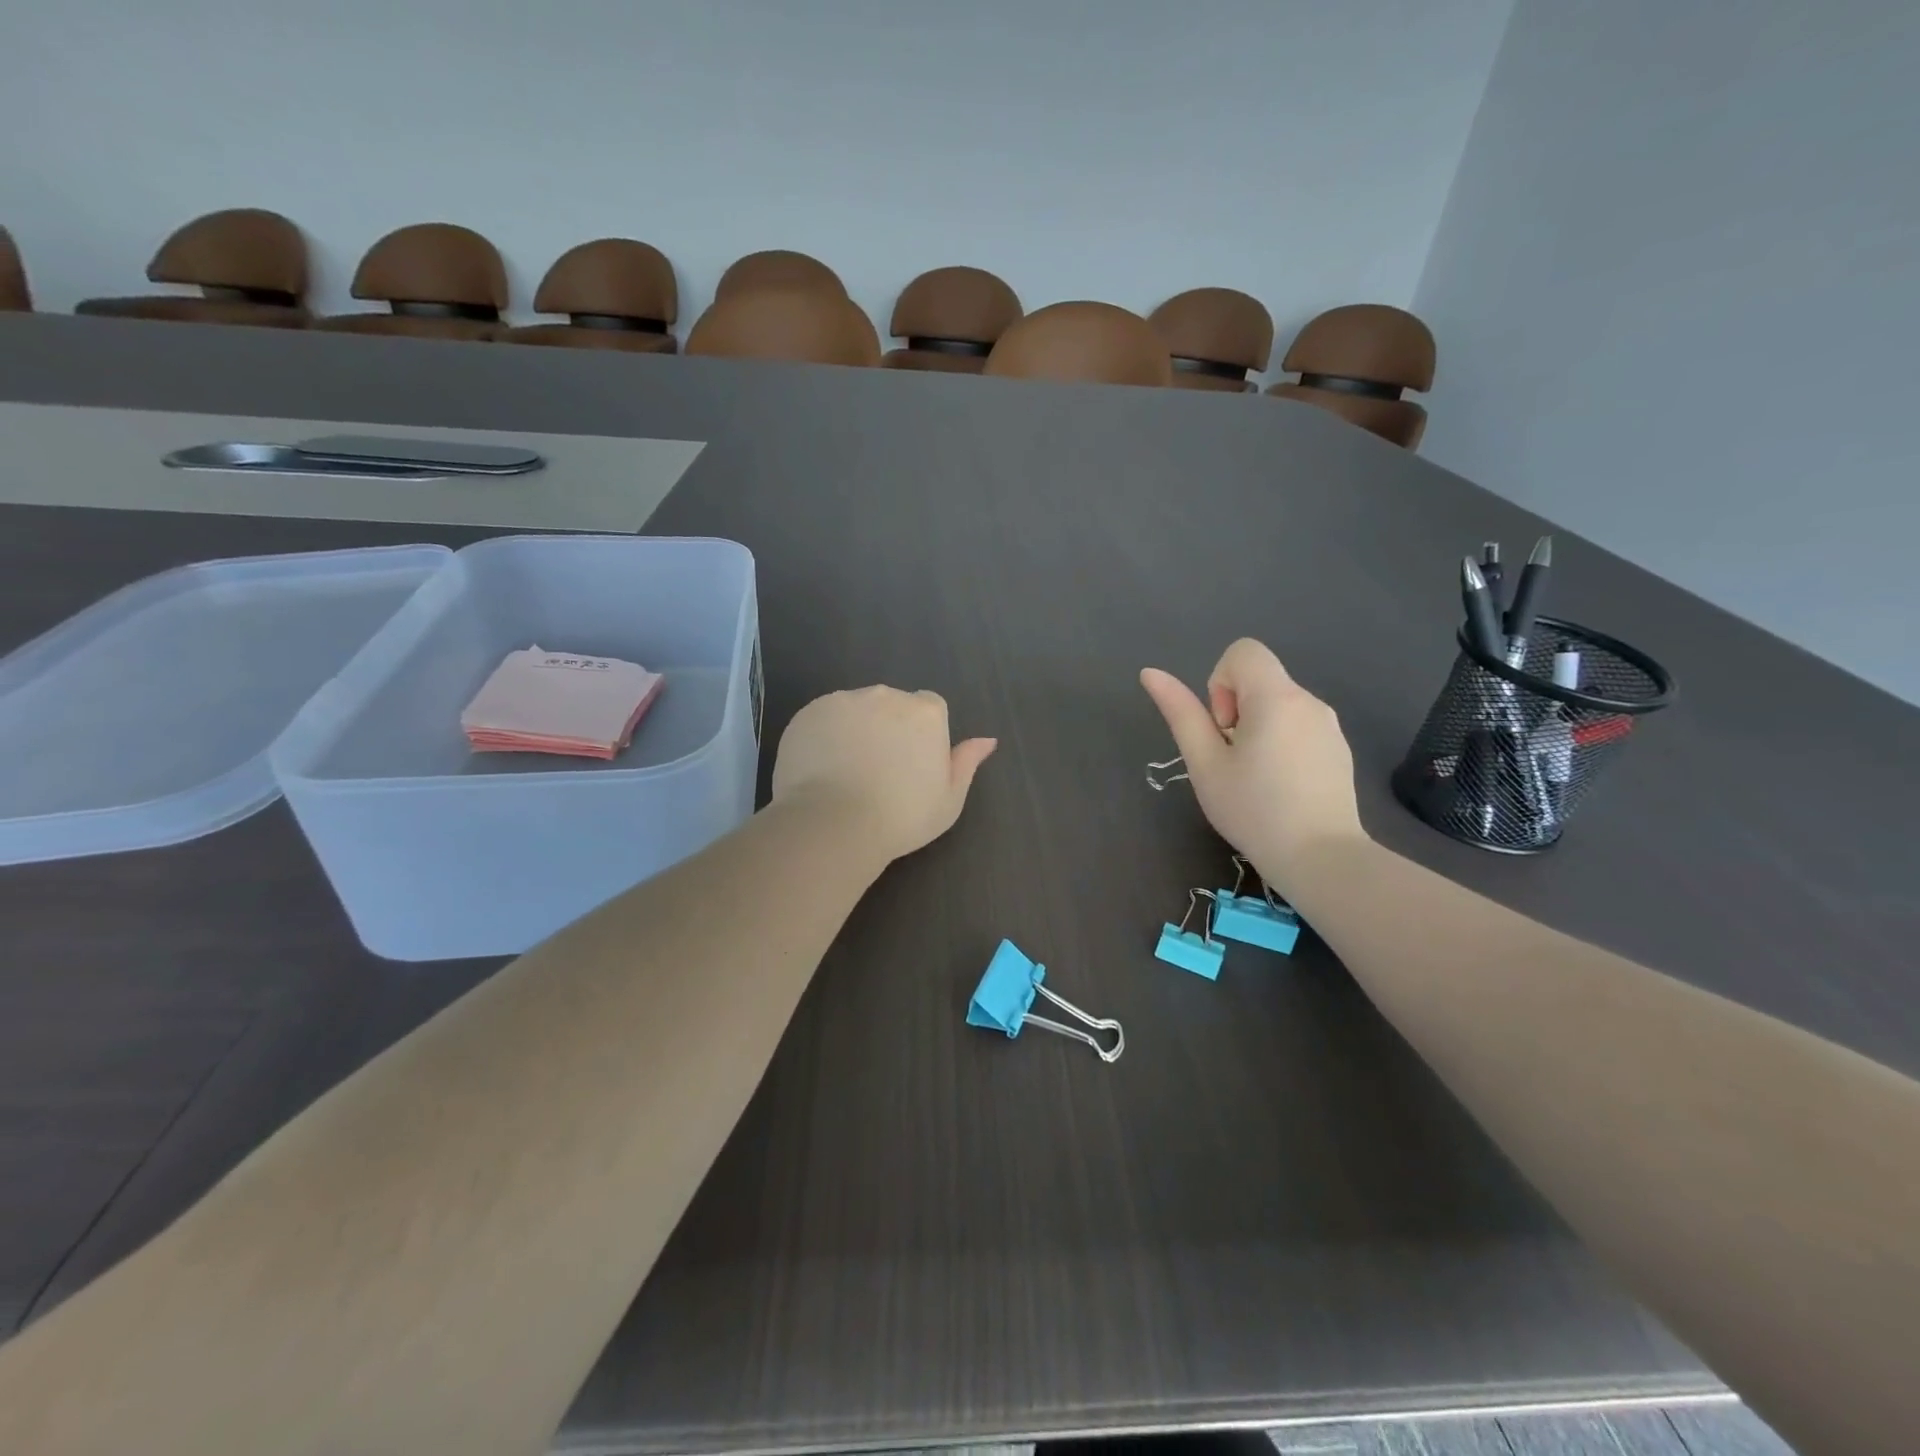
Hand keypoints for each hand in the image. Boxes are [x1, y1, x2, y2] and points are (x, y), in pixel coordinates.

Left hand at [772, 687, 996, 863]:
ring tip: (845, 772)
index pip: (929, 708)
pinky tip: (821, 768)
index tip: (911, 765)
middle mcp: (886, 695)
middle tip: (878, 771)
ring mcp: (844, 700)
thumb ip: (966, 763)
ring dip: (855, 729)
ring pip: (855, 709)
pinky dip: (824, 736)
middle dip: (887, 728)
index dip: (921, 735)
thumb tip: (987, 740)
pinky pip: (823, 719)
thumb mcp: (949, 799)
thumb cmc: (902, 816)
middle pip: (891, 705)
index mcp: (926, 712)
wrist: (834, 823)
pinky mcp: (809, 712)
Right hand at [1140, 639, 1365, 886]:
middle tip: (1232, 761)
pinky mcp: (1339, 749)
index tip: (1223, 729)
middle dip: (1236, 710)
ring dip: (1257, 728)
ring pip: (1278, 705)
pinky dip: (1281, 743)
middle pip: (1259, 680)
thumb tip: (1151, 673)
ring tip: (1255, 777)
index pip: (1242, 652)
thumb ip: (1180, 713)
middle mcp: (1309, 700)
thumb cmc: (1253, 810)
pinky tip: (1281, 787)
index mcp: (1276, 697)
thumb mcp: (1205, 763)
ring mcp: (1329, 725)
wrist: (1321, 859)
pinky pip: (1299, 726)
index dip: (1220, 683)